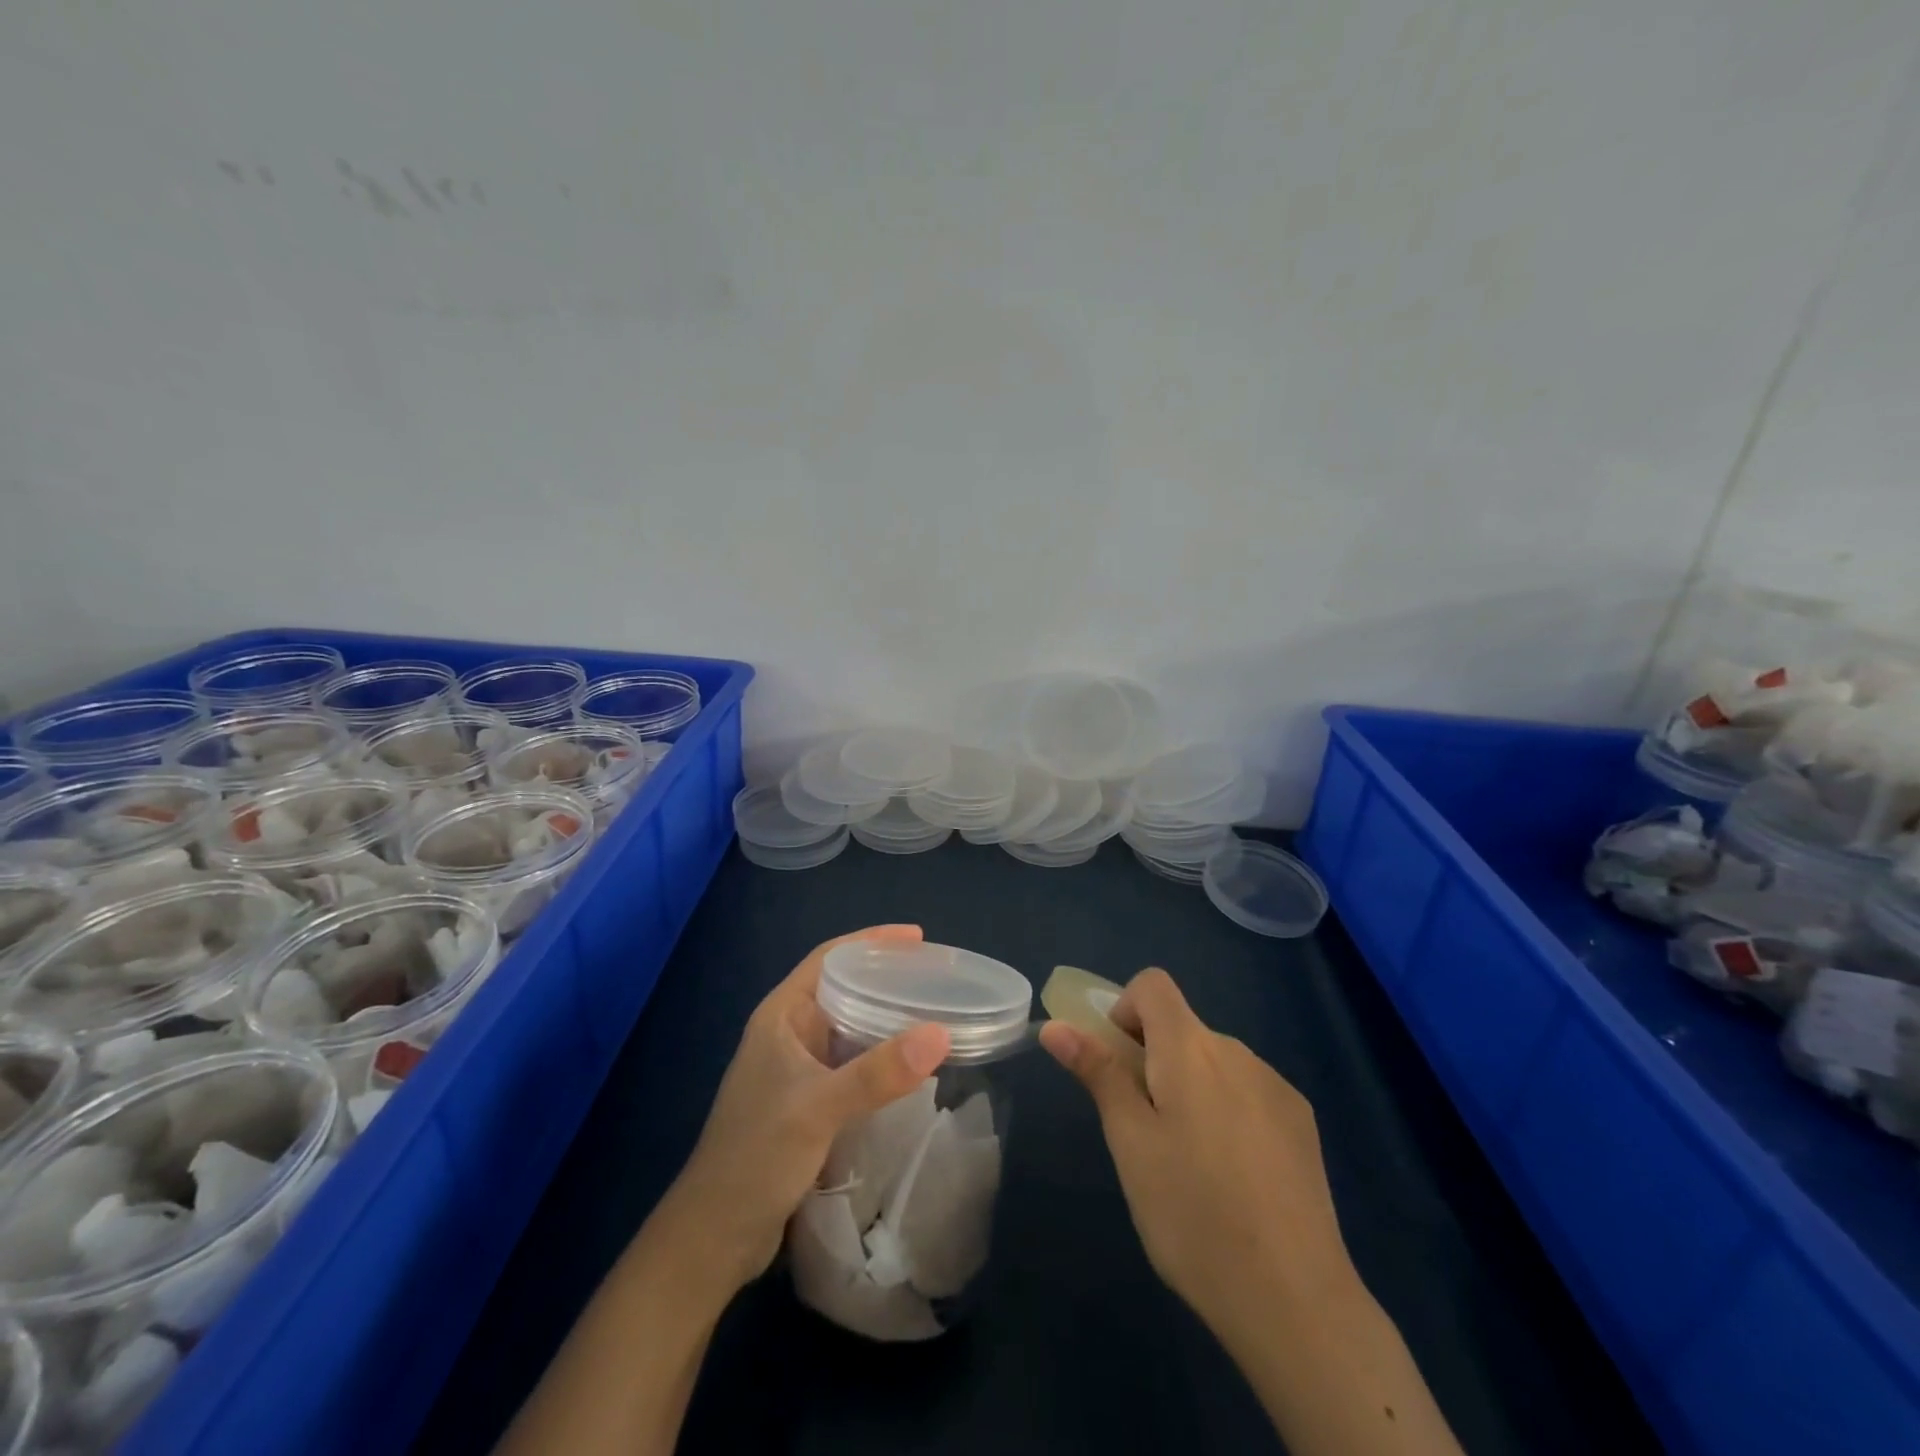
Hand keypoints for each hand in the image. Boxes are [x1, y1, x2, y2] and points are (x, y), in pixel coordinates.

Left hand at [664, 925, 952, 1293]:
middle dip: (886, 977)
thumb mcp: (819, 1108)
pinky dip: (881, 1056)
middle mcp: (789, 1033)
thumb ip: (878, 1072)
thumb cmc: (756, 1156)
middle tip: (936, 977)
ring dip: (886, 1017)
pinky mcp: (808, 1102)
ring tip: (932, 1013)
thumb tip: (940, 1034)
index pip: (829, 957)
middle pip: (843, 987)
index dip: (872, 941)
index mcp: (781, 1015)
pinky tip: (910, 1065)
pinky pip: (852, 1063)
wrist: (714, 1236)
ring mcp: (797, 1069)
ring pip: (849, 1027)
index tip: (918, 938)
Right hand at [1039, 969, 1354, 1338]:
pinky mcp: (1302, 1121)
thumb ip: (1098, 1073)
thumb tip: (1056, 1026)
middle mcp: (1236, 1051)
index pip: (1153, 984)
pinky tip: (1235, 1178)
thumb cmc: (1192, 1214)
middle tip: (1145, 1131)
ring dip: (1191, 1087)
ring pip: (1214, 1062)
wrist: (1295, 1300)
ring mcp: (1275, 1086)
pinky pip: (1248, 1090)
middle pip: (1182, 1027)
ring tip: (1191, 1165)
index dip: (1125, 1010)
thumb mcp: (1130, 1143)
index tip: (1120, 1066)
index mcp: (1190, 1048)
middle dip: (1153, 1059)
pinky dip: (1228, 1110)